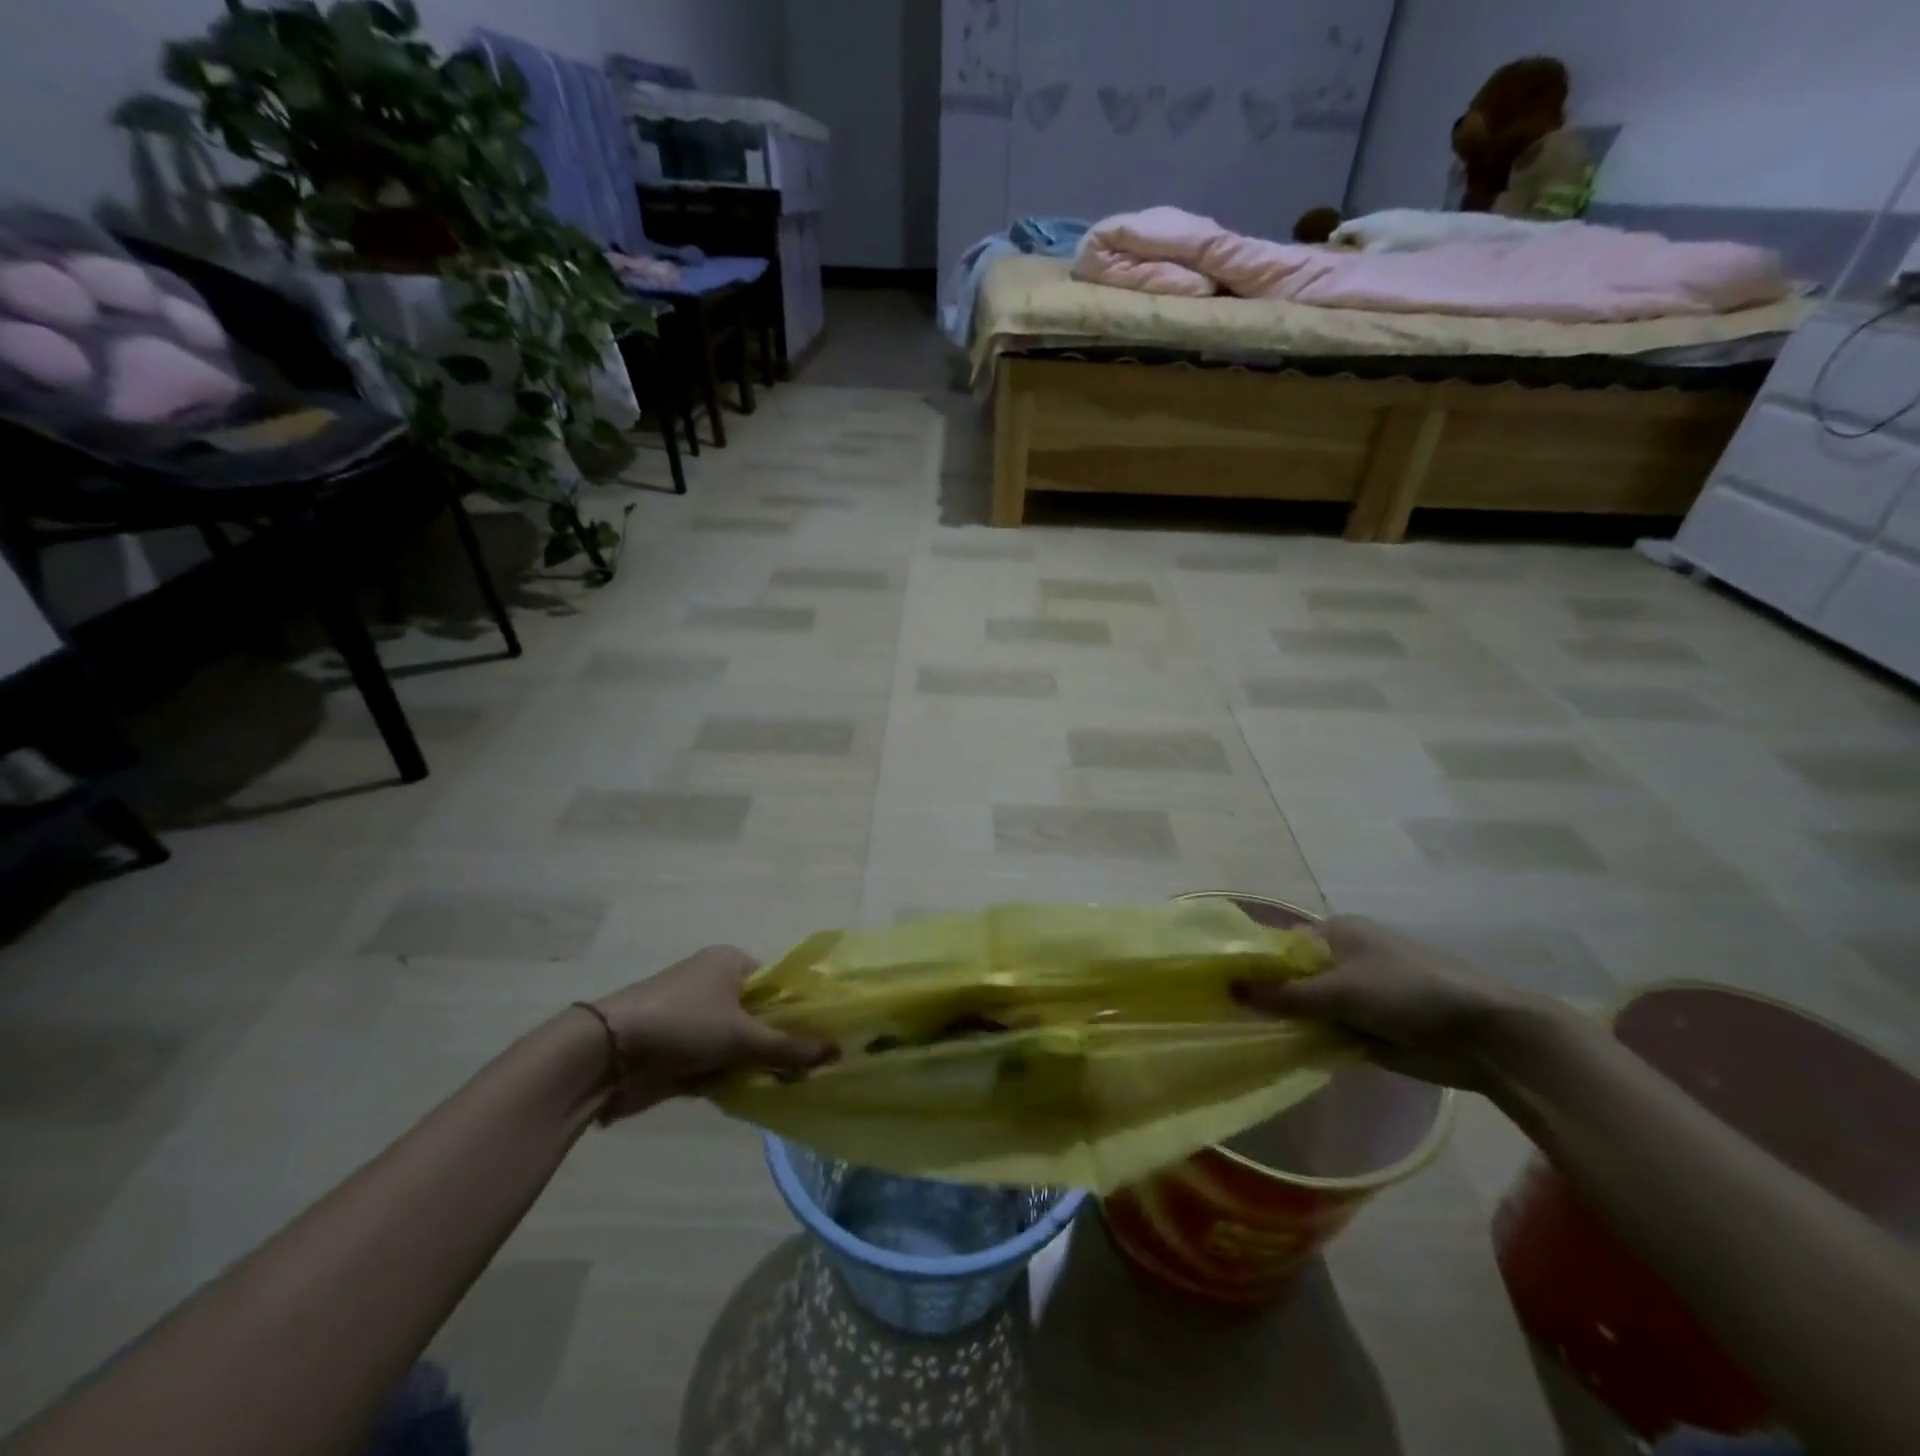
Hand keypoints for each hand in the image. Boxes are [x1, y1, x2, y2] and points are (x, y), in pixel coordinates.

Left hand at [591, 946, 836, 1118]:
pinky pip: (718, 1064)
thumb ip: (789, 1047)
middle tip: (812, 1067)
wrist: (607, 1055)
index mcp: (731, 962)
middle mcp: (715, 984)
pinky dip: (731, 1079)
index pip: (779, 982)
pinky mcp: (680, 1051)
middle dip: (780, 1042)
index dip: (801, 1008)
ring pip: (740, 1044)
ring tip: (790, 1086)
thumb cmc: (683, 1024)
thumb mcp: (743, 1035)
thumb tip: (838, 1052)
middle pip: (761, 1015)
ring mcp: (696, 1019)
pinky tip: (756, 1095)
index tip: (825, 1036)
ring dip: (756, 1065)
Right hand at [1234, 916, 1545, 1088]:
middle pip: (1291, 977)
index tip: (1219, 983)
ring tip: (1243, 1036)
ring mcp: (1356, 996)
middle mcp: (1343, 960)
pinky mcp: (1368, 1029)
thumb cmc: (1408, 992)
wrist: (1485, 1036)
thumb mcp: (1340, 990)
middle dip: (1266, 995)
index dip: (1251, 962)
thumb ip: (1285, 993)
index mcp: (1336, 934)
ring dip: (1287, 1022)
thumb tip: (1229, 987)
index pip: (1280, 944)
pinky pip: (1326, 1032)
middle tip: (1226, 1014)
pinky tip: (1280, 1053)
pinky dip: (1309, 1041)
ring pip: (1307, 1007)